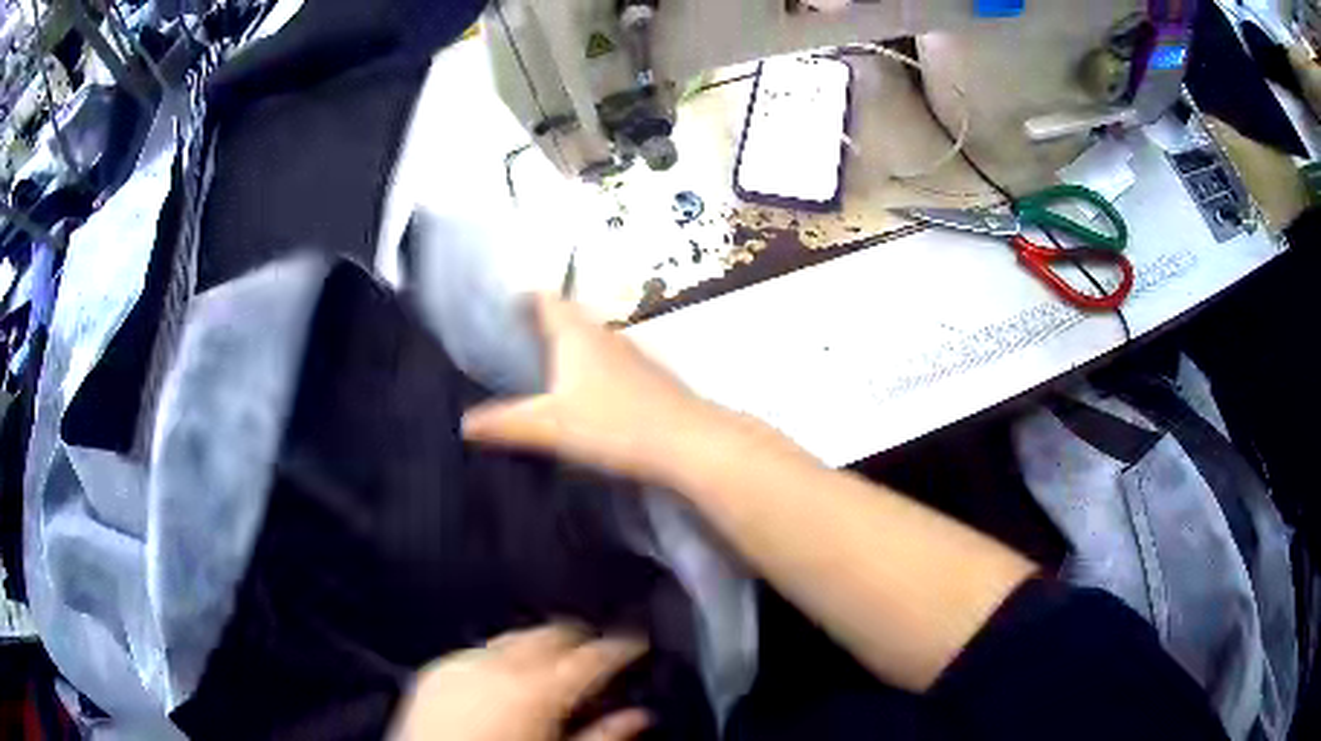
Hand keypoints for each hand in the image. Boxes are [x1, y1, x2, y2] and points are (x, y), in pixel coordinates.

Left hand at [390, 625, 649, 740]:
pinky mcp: (433, 671)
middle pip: (550, 633)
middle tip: (596, 650)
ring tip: (553, 662)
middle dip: (578, 637)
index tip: (636, 644)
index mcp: (536, 691)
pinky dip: (498, 656)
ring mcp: (460, 664)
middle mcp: (498, 666)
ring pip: (512, 637)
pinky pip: (476, 651)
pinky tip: (504, 676)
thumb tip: (639, 717)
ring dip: (538, 645)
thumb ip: (604, 736)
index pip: (593, 656)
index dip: (621, 646)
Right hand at [462, 295, 717, 483]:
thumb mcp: (550, 426)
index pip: (546, 300)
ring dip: (570, 343)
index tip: (505, 304)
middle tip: (516, 335)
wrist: (686, 442)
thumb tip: (464, 423)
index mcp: (576, 334)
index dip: (525, 297)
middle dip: (544, 321)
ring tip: (544, 361)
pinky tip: (587, 390)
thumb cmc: (614, 424)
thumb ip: (505, 424)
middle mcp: (605, 334)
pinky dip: (591, 364)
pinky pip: (610, 359)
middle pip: (569, 316)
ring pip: (592, 337)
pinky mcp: (650, 375)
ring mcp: (632, 352)